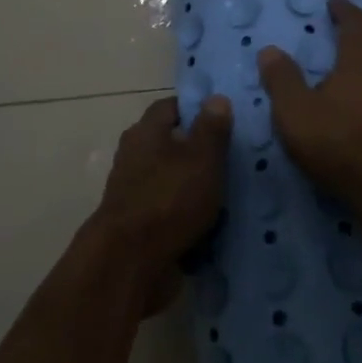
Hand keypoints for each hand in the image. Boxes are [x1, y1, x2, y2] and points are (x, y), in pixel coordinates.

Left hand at [94, 94, 230, 313]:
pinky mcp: (136, 225)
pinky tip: (211, 225)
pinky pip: (167, 210)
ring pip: (169, 179)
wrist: (129, 264)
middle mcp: (133, 156)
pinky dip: (185, 214)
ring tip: (228, 193)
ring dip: (192, 185)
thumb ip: (212, 128)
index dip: (196, 109)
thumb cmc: (169, 199)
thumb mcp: (202, 158)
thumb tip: (216, 98)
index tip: (223, 119)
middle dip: (197, 150)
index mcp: (145, 132)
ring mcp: (132, 192)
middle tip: (232, 158)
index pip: (170, 107)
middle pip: (169, 143)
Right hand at [258, 0, 361, 214]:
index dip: (344, 10)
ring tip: (333, 84)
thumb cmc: (340, 144)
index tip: (333, 3)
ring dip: (356, 74)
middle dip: (347, 44)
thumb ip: (282, 79)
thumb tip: (270, 50)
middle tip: (324, 47)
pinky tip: (350, 117)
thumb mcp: (296, 112)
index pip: (356, 22)